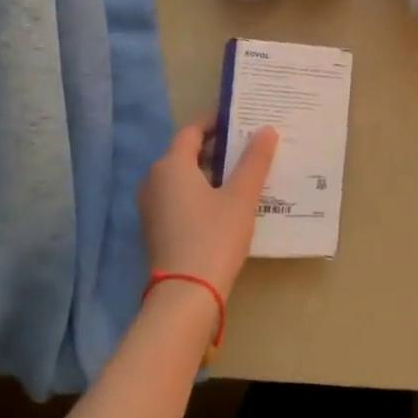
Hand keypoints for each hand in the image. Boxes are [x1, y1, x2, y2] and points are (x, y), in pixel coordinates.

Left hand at [138, 121, 278, 301]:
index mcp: (171, 165)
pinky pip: (177, 198)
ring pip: (181, 177)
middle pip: (185, 153)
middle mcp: (154, 180)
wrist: (186, 295)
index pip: (192, 130)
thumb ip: (254, 161)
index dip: (216, 123)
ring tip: (240, 176)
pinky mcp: (154, 229)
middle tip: (247, 149)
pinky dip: (198, 193)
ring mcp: (151, 206)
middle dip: (215, 149)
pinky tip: (223, 205)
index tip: (241, 122)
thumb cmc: (214, 237)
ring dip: (208, 173)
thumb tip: (266, 129)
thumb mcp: (241, 197)